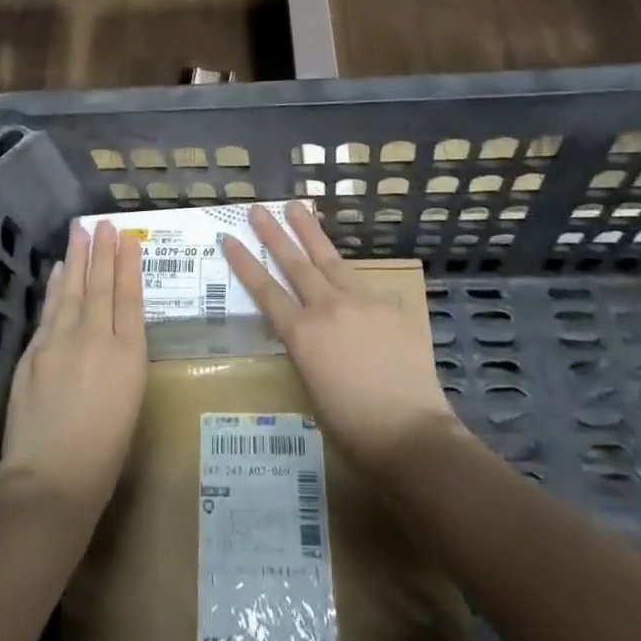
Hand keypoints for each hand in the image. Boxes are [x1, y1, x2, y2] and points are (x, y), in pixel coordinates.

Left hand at [0, 222, 147, 522]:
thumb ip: (123, 360)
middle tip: (104, 223)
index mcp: (128, 354)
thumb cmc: (104, 453)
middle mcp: (95, 338)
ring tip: (80, 233)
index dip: (128, 265)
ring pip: (71, 290)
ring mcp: (60, 342)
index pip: (129, 297)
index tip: (128, 238)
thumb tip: (114, 332)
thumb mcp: (130, 401)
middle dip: (103, 252)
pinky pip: (49, 310)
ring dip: (76, 259)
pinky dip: (54, 288)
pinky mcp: (34, 352)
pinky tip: (57, 273)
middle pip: (99, 285)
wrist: (51, 478)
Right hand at [223, 202, 457, 474]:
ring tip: (297, 207)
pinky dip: (353, 279)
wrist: (411, 433)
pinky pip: (367, 285)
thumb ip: (305, 349)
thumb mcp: (311, 387)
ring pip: (329, 258)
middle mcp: (327, 308)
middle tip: (259, 209)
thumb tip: (306, 330)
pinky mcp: (391, 305)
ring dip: (310, 232)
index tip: (229, 238)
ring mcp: (362, 301)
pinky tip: (351, 276)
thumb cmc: (353, 427)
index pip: (265, 291)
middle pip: (294, 263)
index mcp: (302, 334)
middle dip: (274, 233)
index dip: (245, 263)